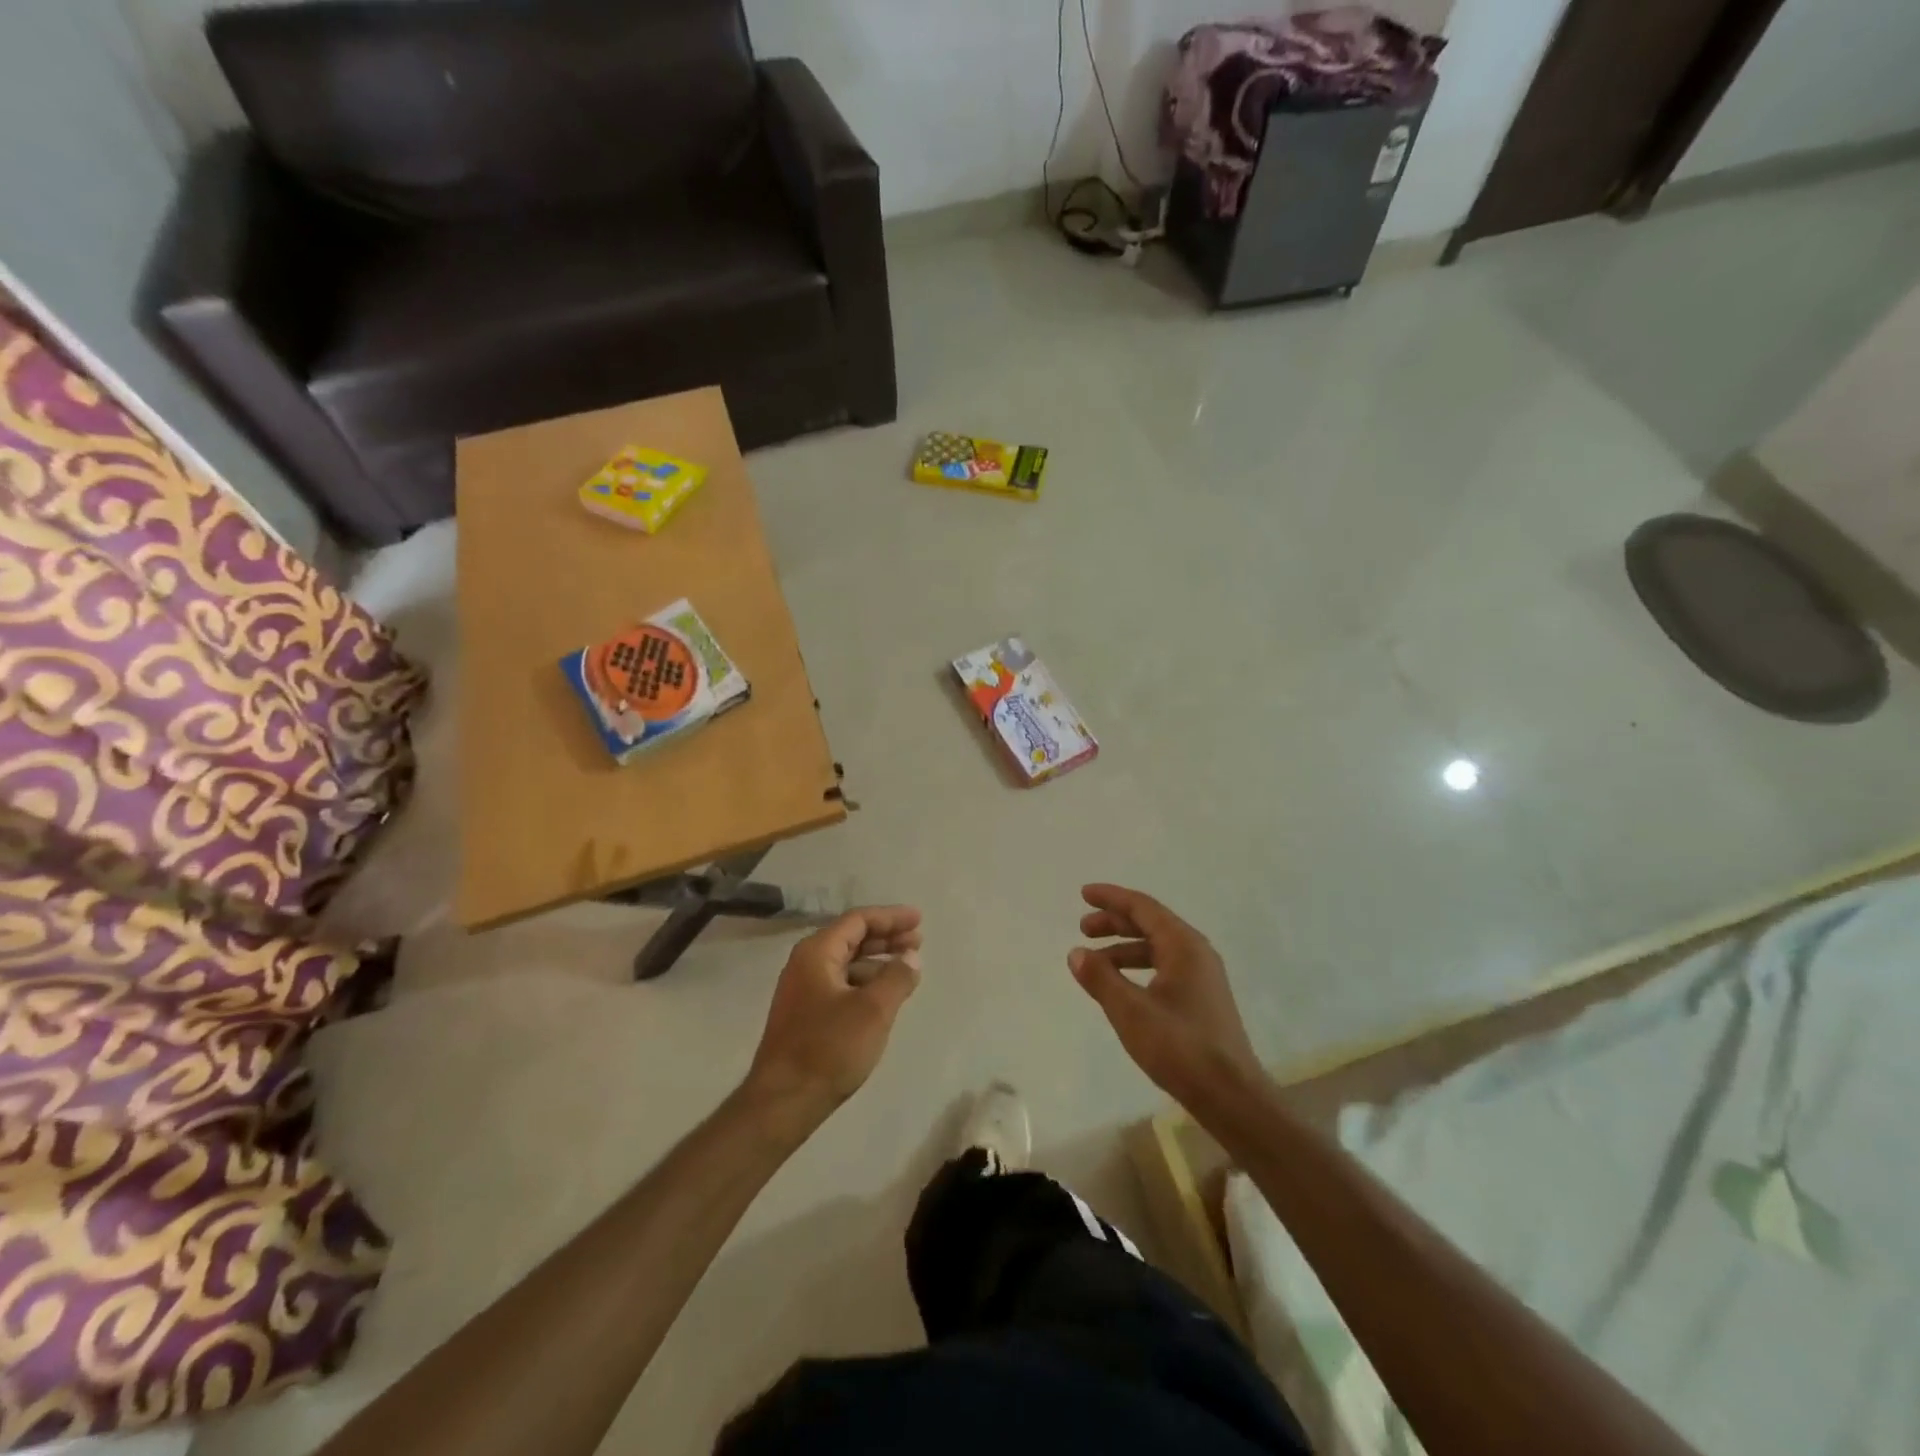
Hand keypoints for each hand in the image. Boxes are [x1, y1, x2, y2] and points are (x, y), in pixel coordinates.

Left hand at [746, 906, 922, 1121]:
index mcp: (817, 953)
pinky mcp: (806, 1015)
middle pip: (852, 938)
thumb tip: (911, 957)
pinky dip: (866, 982)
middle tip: (918, 941)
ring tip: (908, 969)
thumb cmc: (829, 1048)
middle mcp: (806, 964)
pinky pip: (842, 984)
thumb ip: (897, 977)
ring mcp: (803, 990)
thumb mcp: (873, 1010)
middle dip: (886, 937)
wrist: (783, 1101)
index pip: (858, 920)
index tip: (919, 920)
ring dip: (878, 961)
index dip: (891, 917)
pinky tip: (885, 996)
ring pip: (847, 963)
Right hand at [1069, 884, 1263, 1107]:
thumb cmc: (1181, 1048)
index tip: (1083, 894)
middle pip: (1150, 924)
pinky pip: (1164, 967)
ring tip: (1094, 962)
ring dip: (1124, 948)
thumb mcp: (1131, 1012)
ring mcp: (1202, 976)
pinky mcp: (1202, 998)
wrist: (1231, 1096)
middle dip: (1114, 922)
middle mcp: (1196, 952)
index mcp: (1184, 945)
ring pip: (1157, 947)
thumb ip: (1101, 979)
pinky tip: (1121, 986)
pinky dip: (1138, 967)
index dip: (1111, 898)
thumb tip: (1076, 953)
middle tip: (1083, 929)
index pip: (1142, 907)